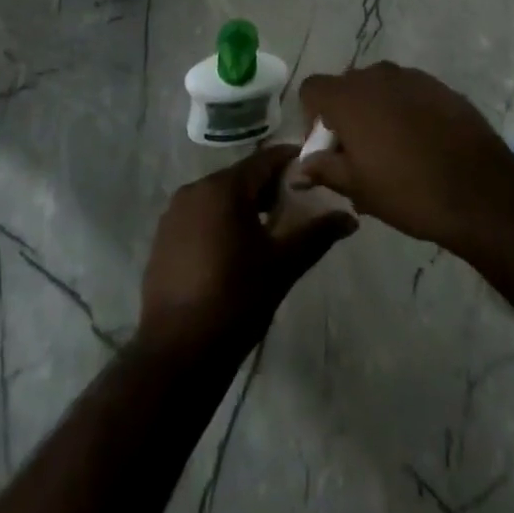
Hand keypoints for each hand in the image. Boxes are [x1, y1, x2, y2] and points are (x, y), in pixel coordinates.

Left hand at [139, 146, 355, 353]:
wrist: (177, 353)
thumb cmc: (235, 300)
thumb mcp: (283, 265)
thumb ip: (317, 235)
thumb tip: (350, 218)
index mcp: (224, 187)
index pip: (266, 159)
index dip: (293, 163)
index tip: (316, 173)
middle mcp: (195, 189)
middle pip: (242, 176)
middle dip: (270, 188)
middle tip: (297, 208)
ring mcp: (174, 213)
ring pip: (220, 196)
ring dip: (246, 206)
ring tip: (270, 231)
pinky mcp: (163, 237)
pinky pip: (201, 215)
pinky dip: (222, 221)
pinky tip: (236, 250)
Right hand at [296, 62, 513, 252]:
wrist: (479, 188)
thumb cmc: (407, 190)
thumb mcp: (357, 187)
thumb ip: (323, 169)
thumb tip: (298, 169)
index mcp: (348, 97)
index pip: (312, 89)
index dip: (312, 118)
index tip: (328, 149)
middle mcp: (376, 76)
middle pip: (346, 87)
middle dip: (345, 115)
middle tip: (358, 155)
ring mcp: (411, 76)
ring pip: (379, 89)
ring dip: (376, 112)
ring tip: (392, 152)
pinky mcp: (439, 85)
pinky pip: (408, 92)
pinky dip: (405, 111)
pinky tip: (421, 144)